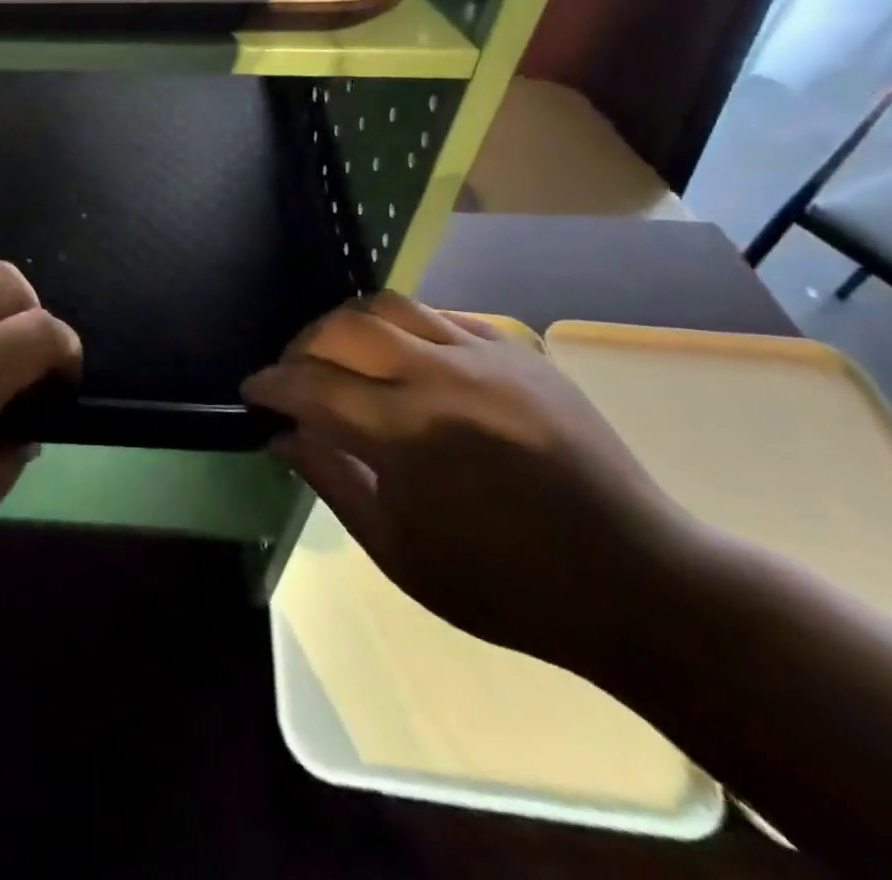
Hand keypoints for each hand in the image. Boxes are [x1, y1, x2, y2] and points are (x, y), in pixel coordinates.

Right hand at [244, 292, 693, 670]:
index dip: (270, 385)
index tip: (252, 392)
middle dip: (301, 346)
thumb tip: (281, 434)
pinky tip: (400, 360)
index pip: (311, 387)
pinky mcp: (518, 348)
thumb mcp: (398, 552)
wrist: (639, 585)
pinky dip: (401, 329)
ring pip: (388, 305)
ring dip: (347, 326)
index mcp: (409, 437)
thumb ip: (330, 480)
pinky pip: (440, 315)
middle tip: (292, 374)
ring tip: (339, 356)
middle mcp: (441, 378)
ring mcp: (486, 356)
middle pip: (342, 328)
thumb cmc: (506, 586)